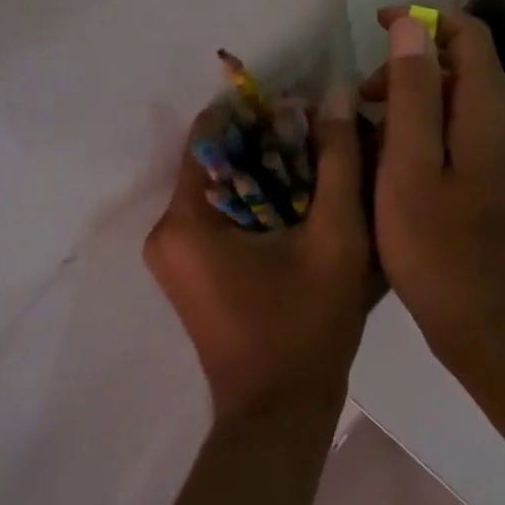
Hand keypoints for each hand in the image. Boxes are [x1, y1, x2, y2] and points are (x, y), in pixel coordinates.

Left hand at [143, 84, 373, 420]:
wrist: (280, 411)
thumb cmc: (308, 324)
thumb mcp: (336, 235)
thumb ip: (338, 160)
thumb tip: (334, 93)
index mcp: (187, 220)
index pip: (210, 133)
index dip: (257, 111)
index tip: (303, 106)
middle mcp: (165, 232)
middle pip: (215, 160)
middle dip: (266, 143)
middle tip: (321, 137)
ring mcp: (173, 256)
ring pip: (221, 187)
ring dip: (265, 172)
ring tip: (319, 168)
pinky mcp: (188, 272)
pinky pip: (220, 216)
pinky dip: (256, 201)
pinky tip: (299, 205)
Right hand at [365, 8, 504, 364]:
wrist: (491, 325)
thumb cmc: (441, 248)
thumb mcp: (411, 167)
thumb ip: (414, 93)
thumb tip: (411, 25)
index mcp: (485, 111)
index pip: (467, 34)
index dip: (423, 19)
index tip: (374, 27)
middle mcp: (500, 125)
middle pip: (459, 67)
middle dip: (407, 68)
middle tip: (361, 100)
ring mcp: (498, 157)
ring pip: (452, 104)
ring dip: (409, 104)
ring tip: (365, 135)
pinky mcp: (489, 183)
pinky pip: (453, 137)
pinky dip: (419, 135)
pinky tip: (387, 167)